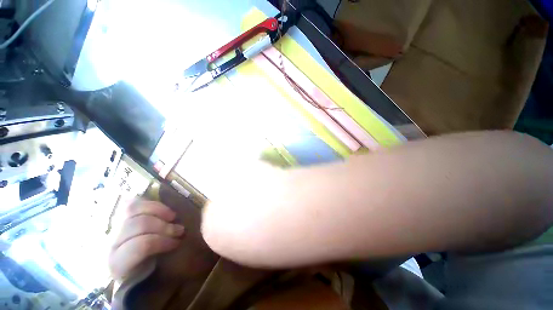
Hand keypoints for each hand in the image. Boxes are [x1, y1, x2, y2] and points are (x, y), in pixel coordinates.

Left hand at [109, 200, 184, 280]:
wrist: (118, 268)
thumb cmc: (137, 275)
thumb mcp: (147, 275)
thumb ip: (158, 264)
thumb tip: (179, 246)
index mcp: (117, 263)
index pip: (141, 246)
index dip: (162, 241)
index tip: (177, 242)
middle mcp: (110, 243)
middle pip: (140, 224)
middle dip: (165, 226)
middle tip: (180, 230)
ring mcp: (111, 227)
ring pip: (134, 209)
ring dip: (159, 211)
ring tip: (172, 216)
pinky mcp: (116, 216)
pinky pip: (132, 202)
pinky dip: (150, 204)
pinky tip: (162, 210)